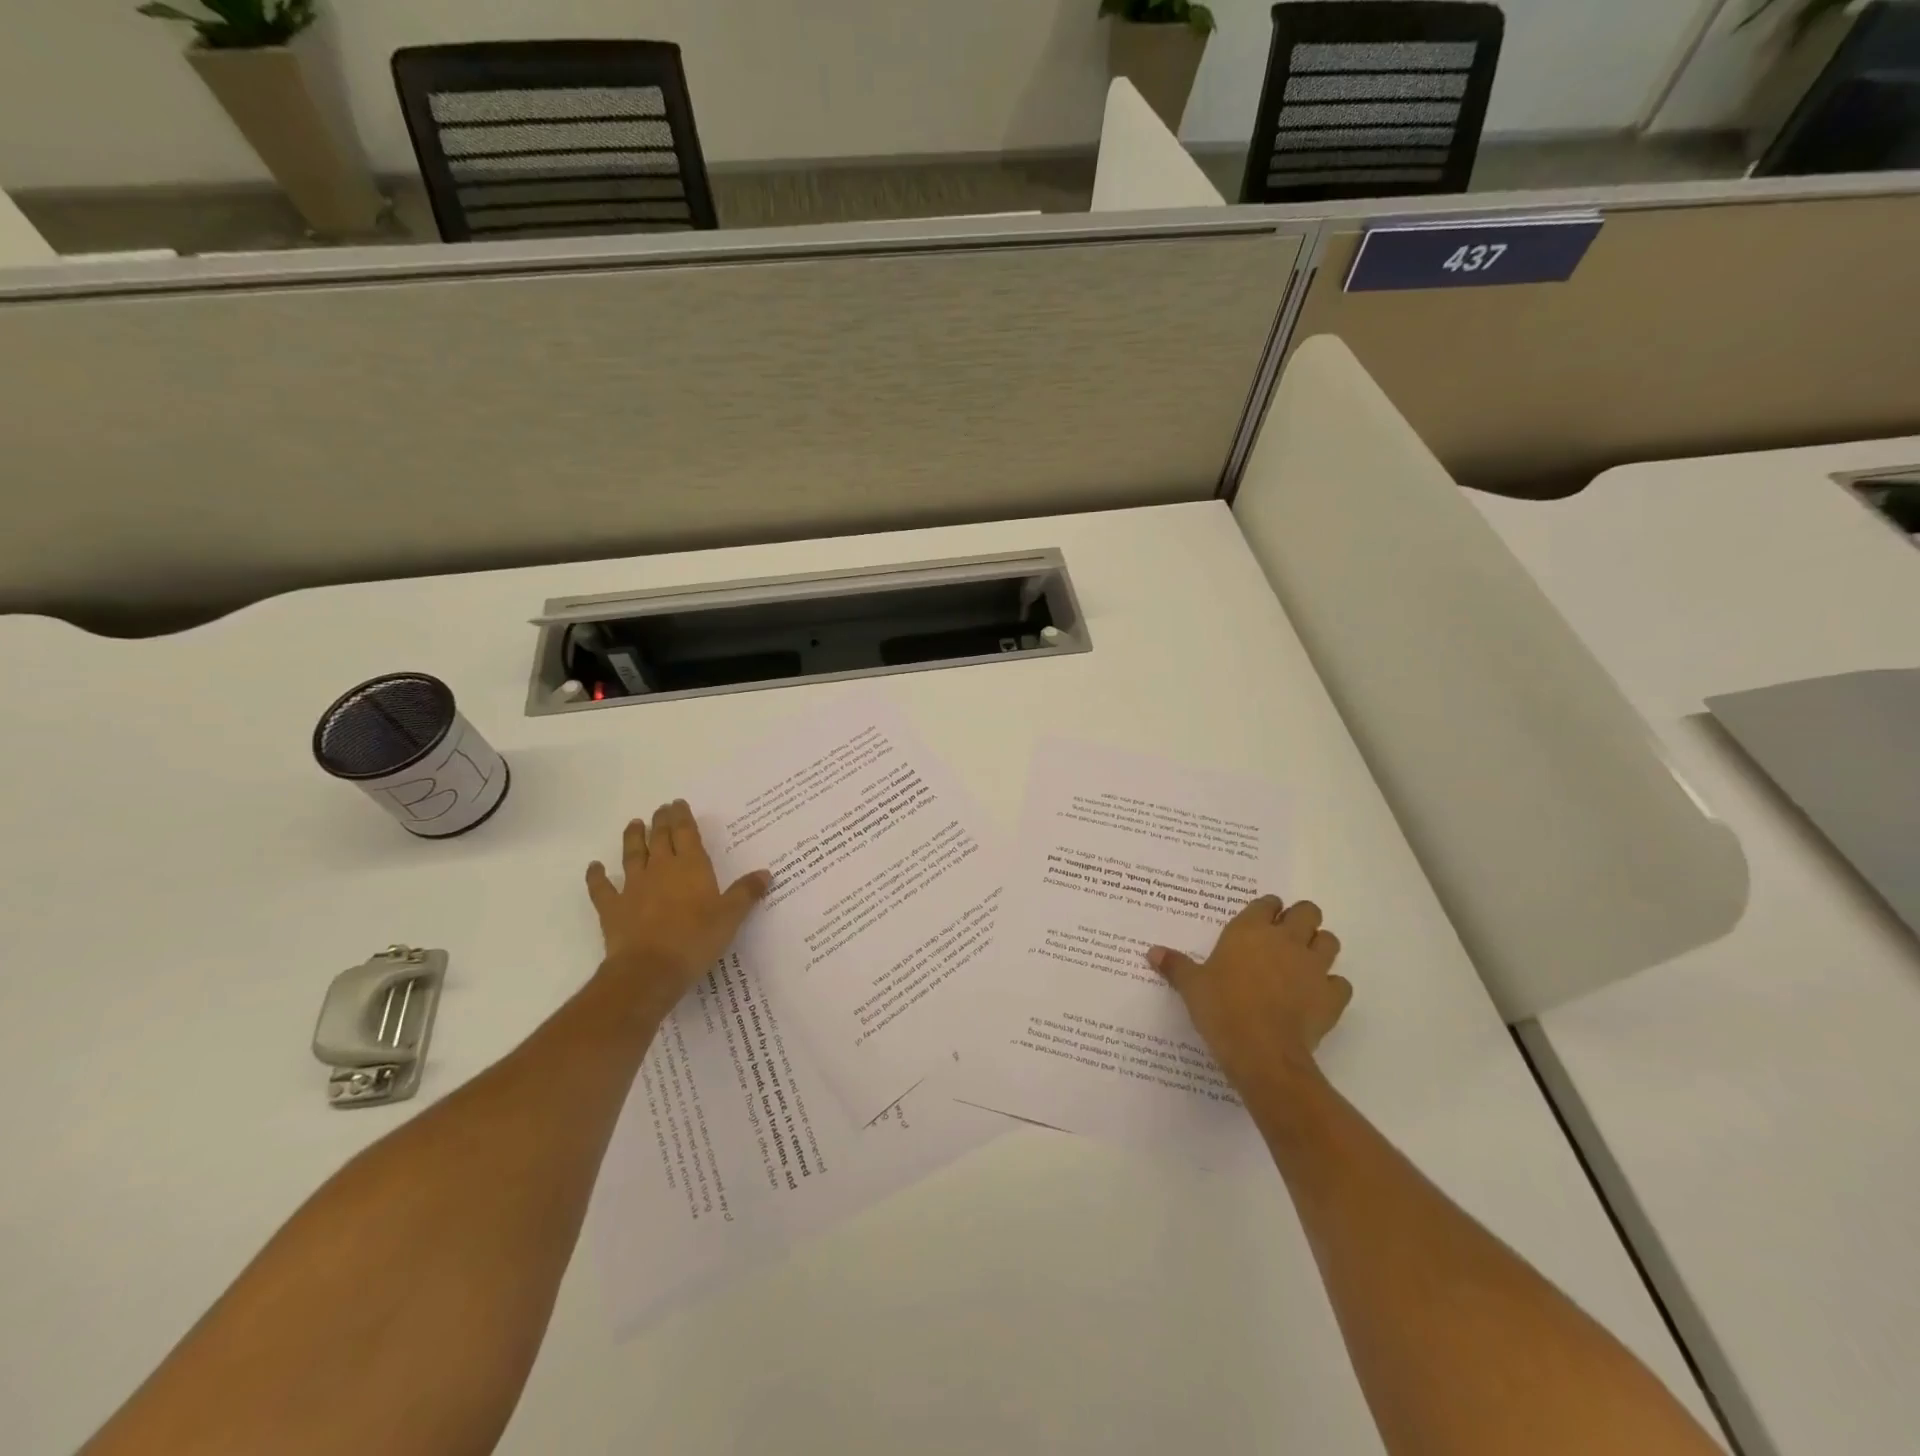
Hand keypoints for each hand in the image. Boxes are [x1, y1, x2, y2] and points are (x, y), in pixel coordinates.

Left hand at [585, 800, 770, 1017]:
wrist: (649, 970)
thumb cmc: (696, 939)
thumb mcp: (730, 917)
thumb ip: (746, 893)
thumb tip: (765, 873)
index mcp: (690, 867)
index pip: (686, 833)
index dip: (683, 817)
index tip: (678, 803)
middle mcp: (660, 869)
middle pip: (660, 838)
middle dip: (661, 821)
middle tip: (661, 808)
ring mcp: (633, 887)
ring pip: (632, 855)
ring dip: (633, 838)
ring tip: (634, 824)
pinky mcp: (613, 908)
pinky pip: (602, 888)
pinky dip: (597, 876)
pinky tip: (594, 867)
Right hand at [1148, 896, 1350, 1105]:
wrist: (1261, 1052)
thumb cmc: (1221, 1009)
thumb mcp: (1191, 986)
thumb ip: (1175, 966)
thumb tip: (1152, 952)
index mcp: (1250, 930)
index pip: (1267, 903)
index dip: (1266, 909)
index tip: (1260, 920)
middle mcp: (1286, 940)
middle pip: (1307, 912)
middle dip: (1300, 919)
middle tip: (1285, 937)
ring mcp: (1313, 967)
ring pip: (1330, 941)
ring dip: (1320, 947)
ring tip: (1303, 962)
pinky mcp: (1331, 997)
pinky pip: (1340, 983)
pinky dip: (1332, 987)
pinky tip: (1317, 997)